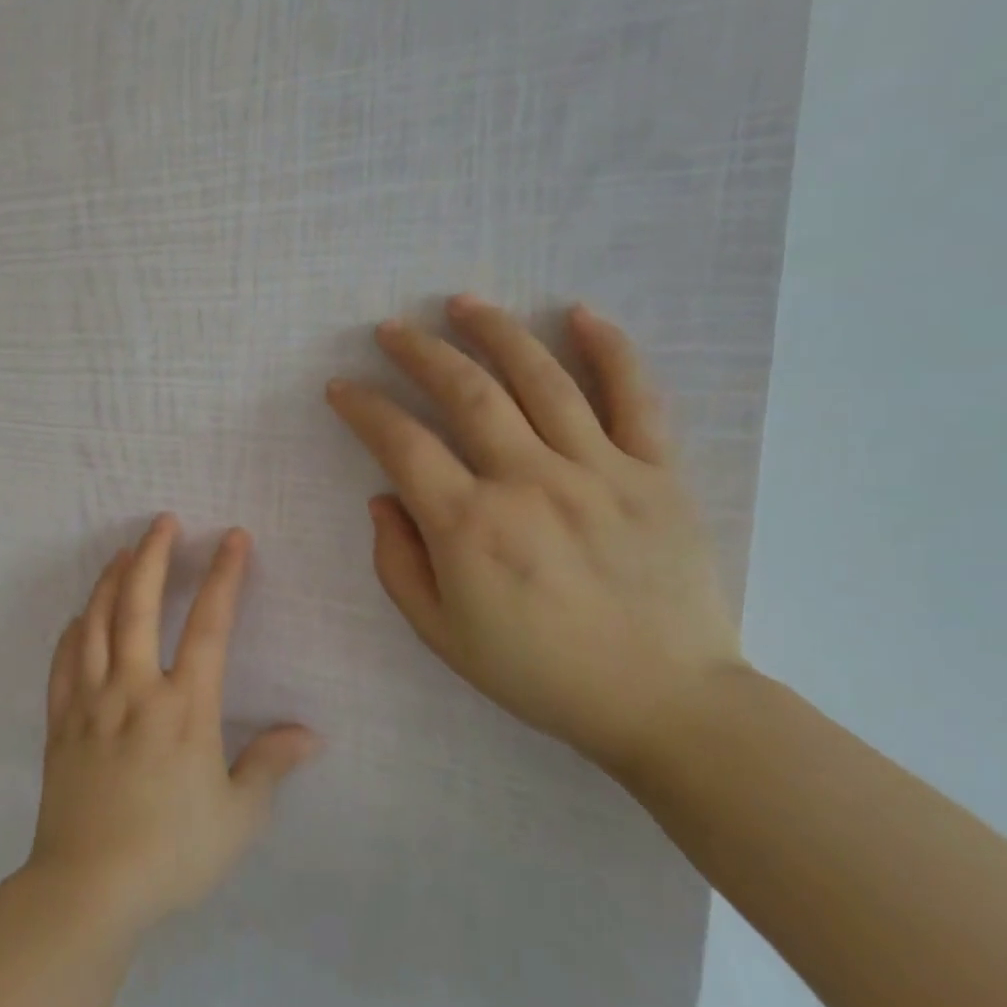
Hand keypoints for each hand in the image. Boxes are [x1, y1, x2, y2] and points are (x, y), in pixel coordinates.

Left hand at [25, 515, 320, 939]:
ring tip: (123, 551)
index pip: (209, 625)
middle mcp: (135, 689)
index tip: (233, 538)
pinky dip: (73, 629)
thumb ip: (270, 766)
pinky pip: (63, 661)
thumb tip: (310, 733)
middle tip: (163, 522)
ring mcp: (91, 701)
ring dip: (110, 579)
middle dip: (153, 555)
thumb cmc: (172, 853)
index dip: (224, 576)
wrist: (88, 889)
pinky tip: (80, 615)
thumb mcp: (237, 818)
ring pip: (96, 622)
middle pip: (139, 604)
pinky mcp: (60, 721)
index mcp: (184, 707)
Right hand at [326, 295, 744, 774]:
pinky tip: (580, 314)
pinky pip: (636, 398)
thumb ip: (398, 562)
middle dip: (420, 353)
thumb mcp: (441, 634)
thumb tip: (383, 498)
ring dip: (496, 332)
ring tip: (462, 303)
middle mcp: (530, 483)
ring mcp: (600, 472)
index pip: (401, 444)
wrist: (664, 703)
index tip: (342, 388)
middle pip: (467, 393)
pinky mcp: (657, 475)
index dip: (364, 408)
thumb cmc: (539, 673)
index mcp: (470, 527)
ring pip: (542, 379)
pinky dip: (610, 350)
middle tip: (391, 329)